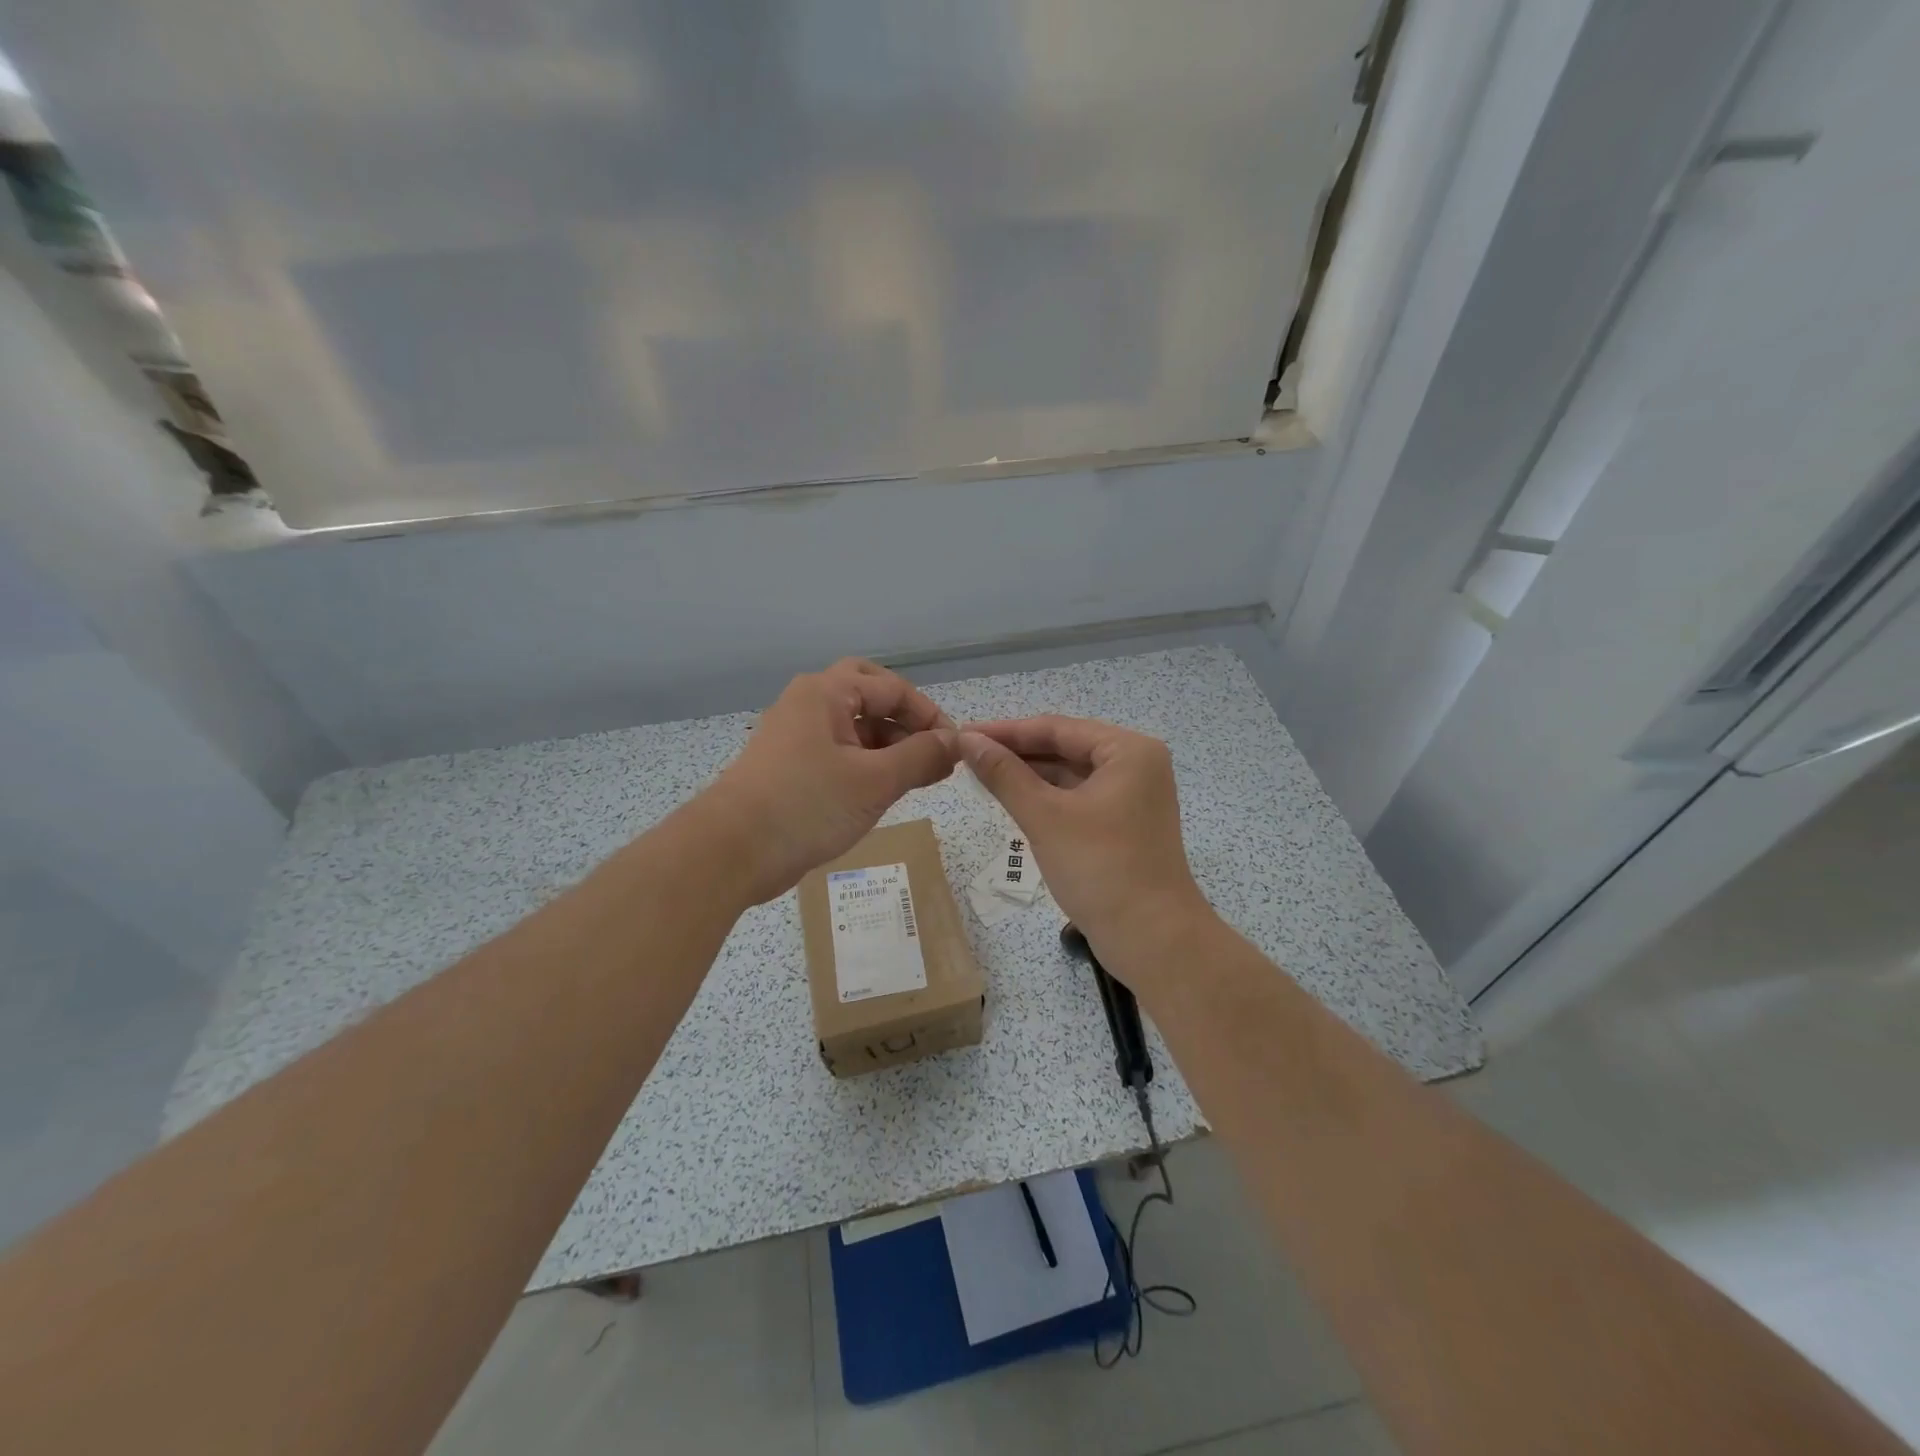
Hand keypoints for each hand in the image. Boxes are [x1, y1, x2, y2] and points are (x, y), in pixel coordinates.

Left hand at [702, 660, 958, 903]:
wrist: (730, 852)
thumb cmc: (807, 805)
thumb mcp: (875, 781)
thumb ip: (921, 757)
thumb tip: (955, 742)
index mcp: (826, 693)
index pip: (892, 688)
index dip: (929, 716)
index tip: (955, 749)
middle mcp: (808, 703)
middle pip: (868, 695)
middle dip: (903, 719)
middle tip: (928, 748)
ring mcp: (794, 735)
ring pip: (852, 725)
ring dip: (887, 744)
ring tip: (916, 778)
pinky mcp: (788, 766)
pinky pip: (837, 751)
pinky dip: (865, 763)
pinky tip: (882, 791)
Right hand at [957, 716, 1211, 993]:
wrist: (1153, 939)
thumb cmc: (1100, 869)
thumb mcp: (1044, 816)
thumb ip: (1004, 774)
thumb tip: (967, 739)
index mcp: (1129, 751)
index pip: (1057, 728)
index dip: (1006, 730)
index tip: (962, 732)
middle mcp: (1136, 764)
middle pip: (1065, 747)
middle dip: (1016, 752)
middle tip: (966, 754)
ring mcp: (1133, 796)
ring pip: (1070, 774)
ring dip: (1029, 775)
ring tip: (980, 773)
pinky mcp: (1124, 823)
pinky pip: (1078, 797)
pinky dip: (1046, 798)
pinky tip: (1012, 798)